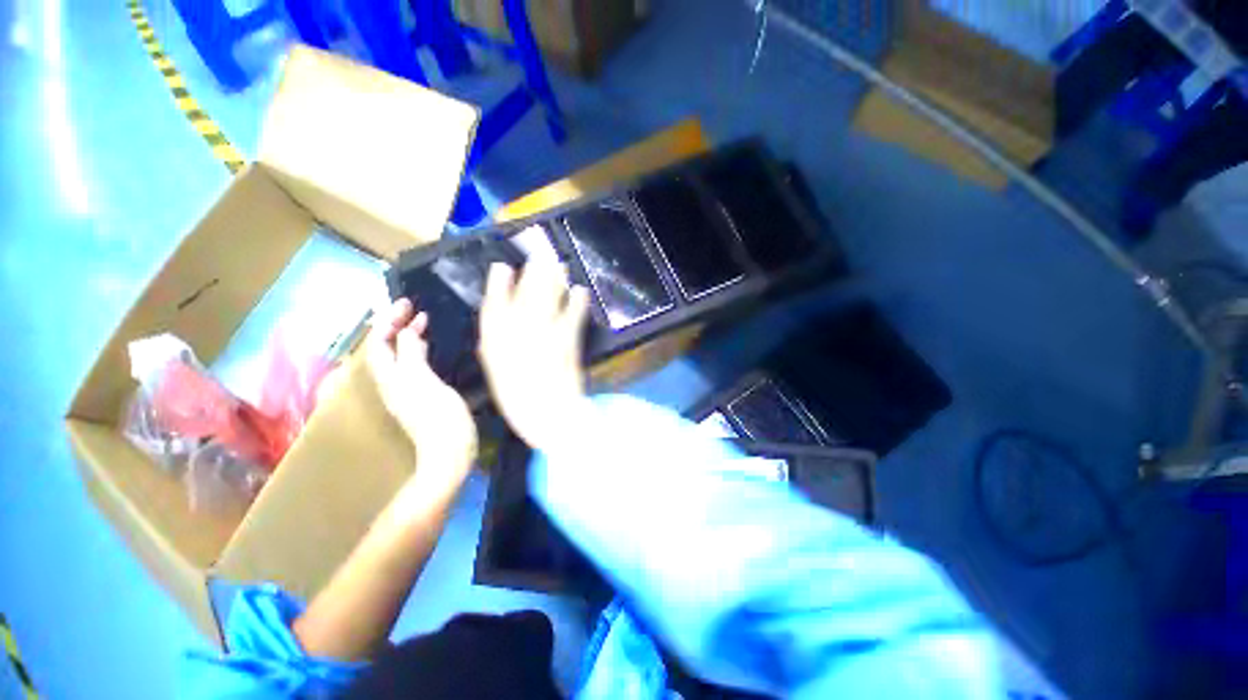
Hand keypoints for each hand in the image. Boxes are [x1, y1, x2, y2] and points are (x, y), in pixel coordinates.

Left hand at [368, 298, 476, 495]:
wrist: (449, 453)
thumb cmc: (440, 418)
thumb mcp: (425, 383)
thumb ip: (412, 356)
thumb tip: (406, 332)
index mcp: (391, 378)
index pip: (379, 342)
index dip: (388, 321)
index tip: (407, 303)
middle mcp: (392, 382)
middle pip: (385, 348)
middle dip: (395, 325)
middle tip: (414, 308)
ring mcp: (406, 390)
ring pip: (397, 356)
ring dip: (405, 336)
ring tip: (421, 321)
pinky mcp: (421, 396)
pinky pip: (411, 364)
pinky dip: (417, 350)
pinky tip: (429, 347)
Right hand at [478, 256, 591, 451]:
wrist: (547, 416)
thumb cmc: (518, 400)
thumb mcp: (497, 373)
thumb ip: (496, 347)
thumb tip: (496, 328)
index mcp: (496, 342)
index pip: (494, 306)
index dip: (499, 284)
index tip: (501, 267)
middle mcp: (518, 333)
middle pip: (524, 296)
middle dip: (532, 273)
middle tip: (539, 254)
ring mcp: (545, 336)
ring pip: (548, 300)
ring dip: (554, 280)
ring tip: (558, 264)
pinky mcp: (568, 342)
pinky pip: (572, 317)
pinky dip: (577, 303)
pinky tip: (580, 290)